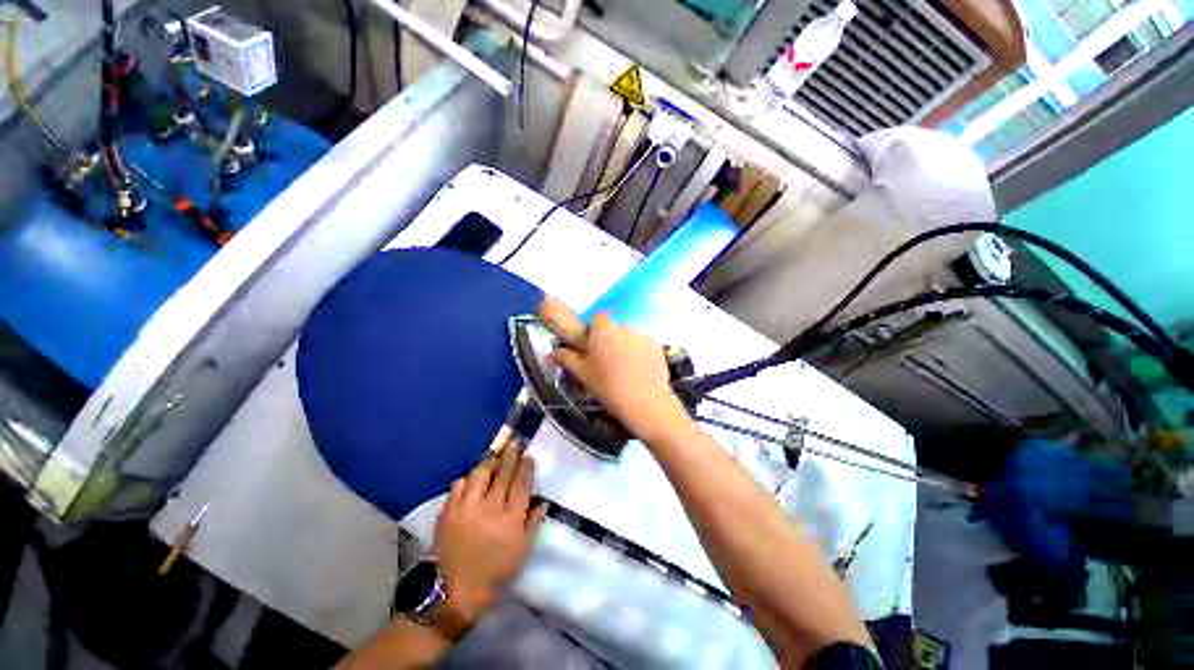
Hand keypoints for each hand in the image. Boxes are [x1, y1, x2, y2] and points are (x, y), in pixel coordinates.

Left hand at [433, 439, 546, 624]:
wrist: (454, 592)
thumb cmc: (495, 573)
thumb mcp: (522, 552)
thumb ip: (533, 524)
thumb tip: (542, 501)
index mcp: (510, 519)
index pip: (521, 484)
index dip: (525, 468)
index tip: (528, 457)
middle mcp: (490, 508)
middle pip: (502, 474)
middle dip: (510, 456)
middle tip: (514, 444)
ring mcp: (467, 508)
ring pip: (480, 474)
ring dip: (489, 463)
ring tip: (494, 458)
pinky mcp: (448, 511)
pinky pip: (458, 485)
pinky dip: (467, 479)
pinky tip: (471, 479)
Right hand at [540, 297, 691, 442]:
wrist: (644, 402)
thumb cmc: (608, 386)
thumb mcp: (583, 374)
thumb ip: (567, 359)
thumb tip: (551, 353)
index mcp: (603, 329)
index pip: (598, 318)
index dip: (595, 331)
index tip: (593, 347)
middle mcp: (624, 326)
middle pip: (614, 327)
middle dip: (610, 339)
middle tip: (607, 360)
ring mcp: (643, 335)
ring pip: (629, 336)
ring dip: (626, 346)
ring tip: (625, 369)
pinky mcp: (657, 346)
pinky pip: (644, 345)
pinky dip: (640, 353)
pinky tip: (639, 371)